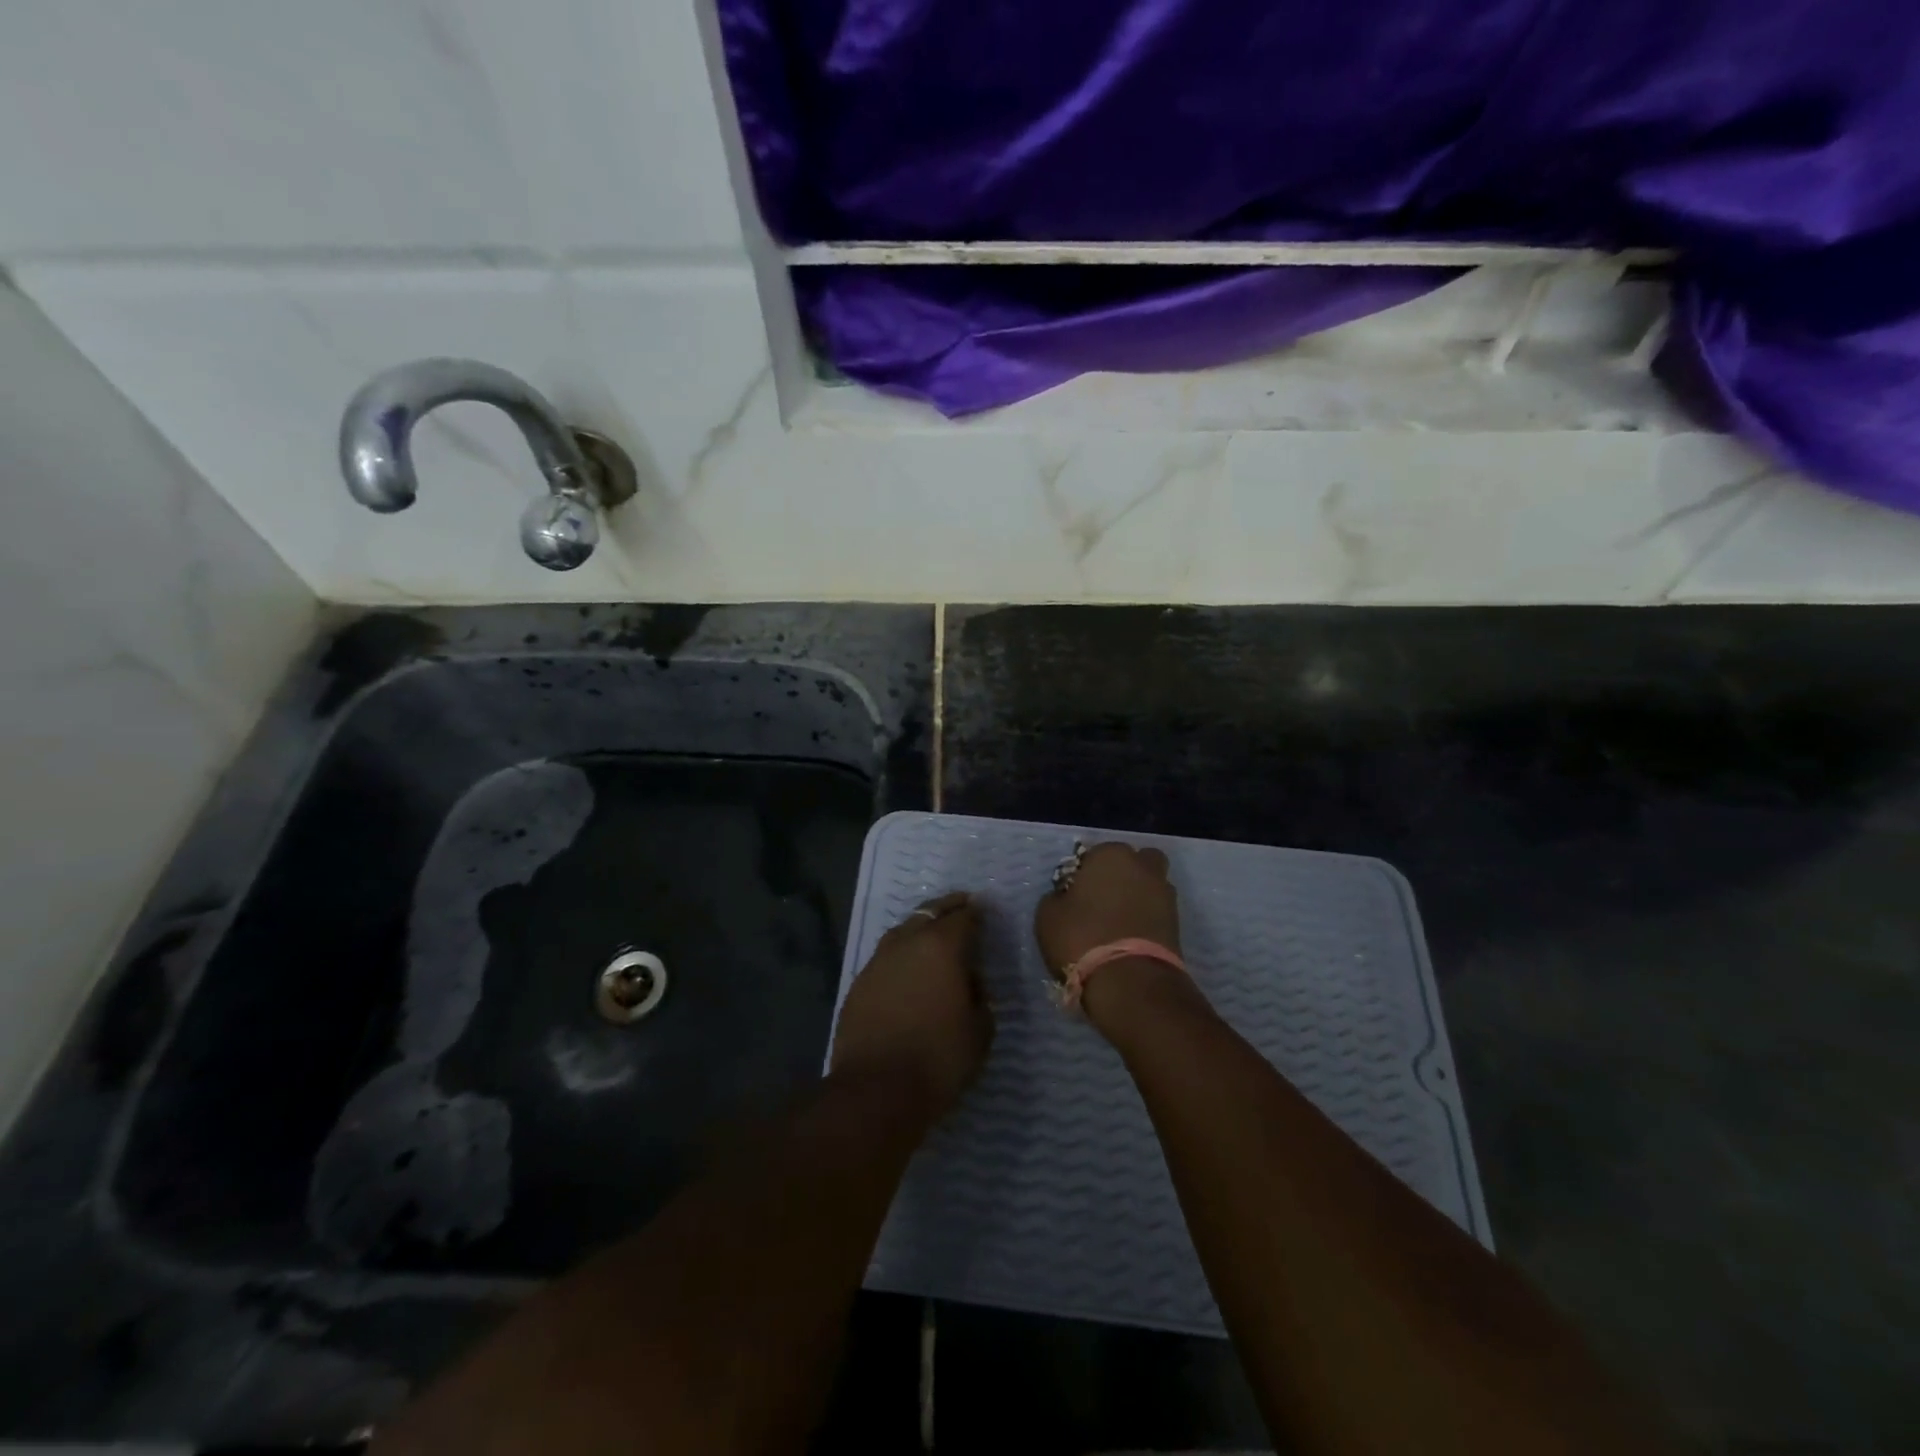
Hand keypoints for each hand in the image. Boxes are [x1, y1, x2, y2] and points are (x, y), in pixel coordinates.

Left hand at [830, 892, 993, 1120]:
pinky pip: (885, 957)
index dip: (977, 914)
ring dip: (920, 927)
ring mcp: (878, 960)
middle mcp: (908, 942)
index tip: (984, 913)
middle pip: (930, 912)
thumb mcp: (980, 1030)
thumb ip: (980, 996)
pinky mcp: (859, 983)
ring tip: (932, 934)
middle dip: (948, 907)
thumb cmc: (939, 1059)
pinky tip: (906, 969)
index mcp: (942, 946)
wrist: (875, 1090)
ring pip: (903, 930)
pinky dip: (900, 954)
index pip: (964, 917)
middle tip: (962, 905)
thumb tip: (969, 982)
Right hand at [1034, 842, 1181, 977]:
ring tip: (1117, 923)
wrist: (1130, 981)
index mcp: (1110, 854)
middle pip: (1132, 863)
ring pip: (1148, 885)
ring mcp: (1165, 893)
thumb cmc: (1082, 938)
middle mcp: (1142, 865)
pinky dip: (1146, 919)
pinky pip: (1157, 911)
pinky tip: (1130, 937)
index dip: (1083, 874)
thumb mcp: (1048, 915)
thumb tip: (1065, 896)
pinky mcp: (1178, 922)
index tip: (1075, 895)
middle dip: (1121, 876)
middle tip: (1101, 901)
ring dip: (1137, 896)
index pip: (1094, 854)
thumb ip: (1056, 896)